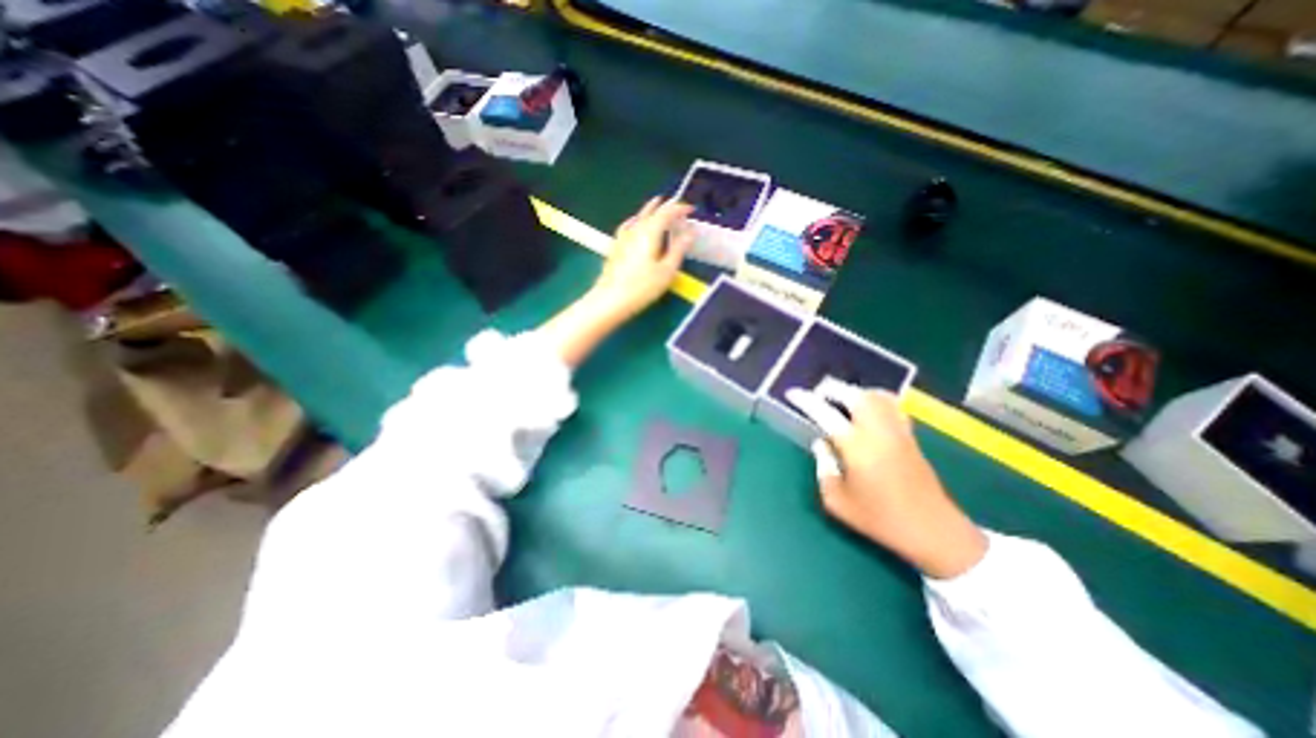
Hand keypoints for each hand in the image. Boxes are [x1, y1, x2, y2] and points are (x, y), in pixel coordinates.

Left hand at [536, 197, 692, 365]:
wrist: (611, 299)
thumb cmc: (643, 287)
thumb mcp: (667, 270)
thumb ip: (679, 249)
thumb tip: (690, 232)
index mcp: (650, 232)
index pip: (666, 212)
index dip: (680, 208)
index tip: (691, 210)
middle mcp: (636, 229)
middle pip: (652, 211)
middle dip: (666, 207)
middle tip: (677, 207)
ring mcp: (623, 237)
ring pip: (639, 216)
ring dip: (650, 210)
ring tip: (657, 206)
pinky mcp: (616, 246)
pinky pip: (628, 226)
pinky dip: (636, 220)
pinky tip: (634, 223)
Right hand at [779, 383, 986, 577]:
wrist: (931, 530)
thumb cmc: (879, 519)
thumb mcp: (837, 501)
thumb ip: (823, 468)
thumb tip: (821, 444)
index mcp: (856, 446)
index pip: (825, 412)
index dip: (806, 400)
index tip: (792, 393)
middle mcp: (877, 431)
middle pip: (854, 394)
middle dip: (832, 388)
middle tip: (817, 394)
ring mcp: (897, 431)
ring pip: (875, 395)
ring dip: (853, 391)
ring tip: (840, 399)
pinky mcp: (910, 436)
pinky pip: (891, 405)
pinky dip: (875, 398)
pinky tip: (868, 408)